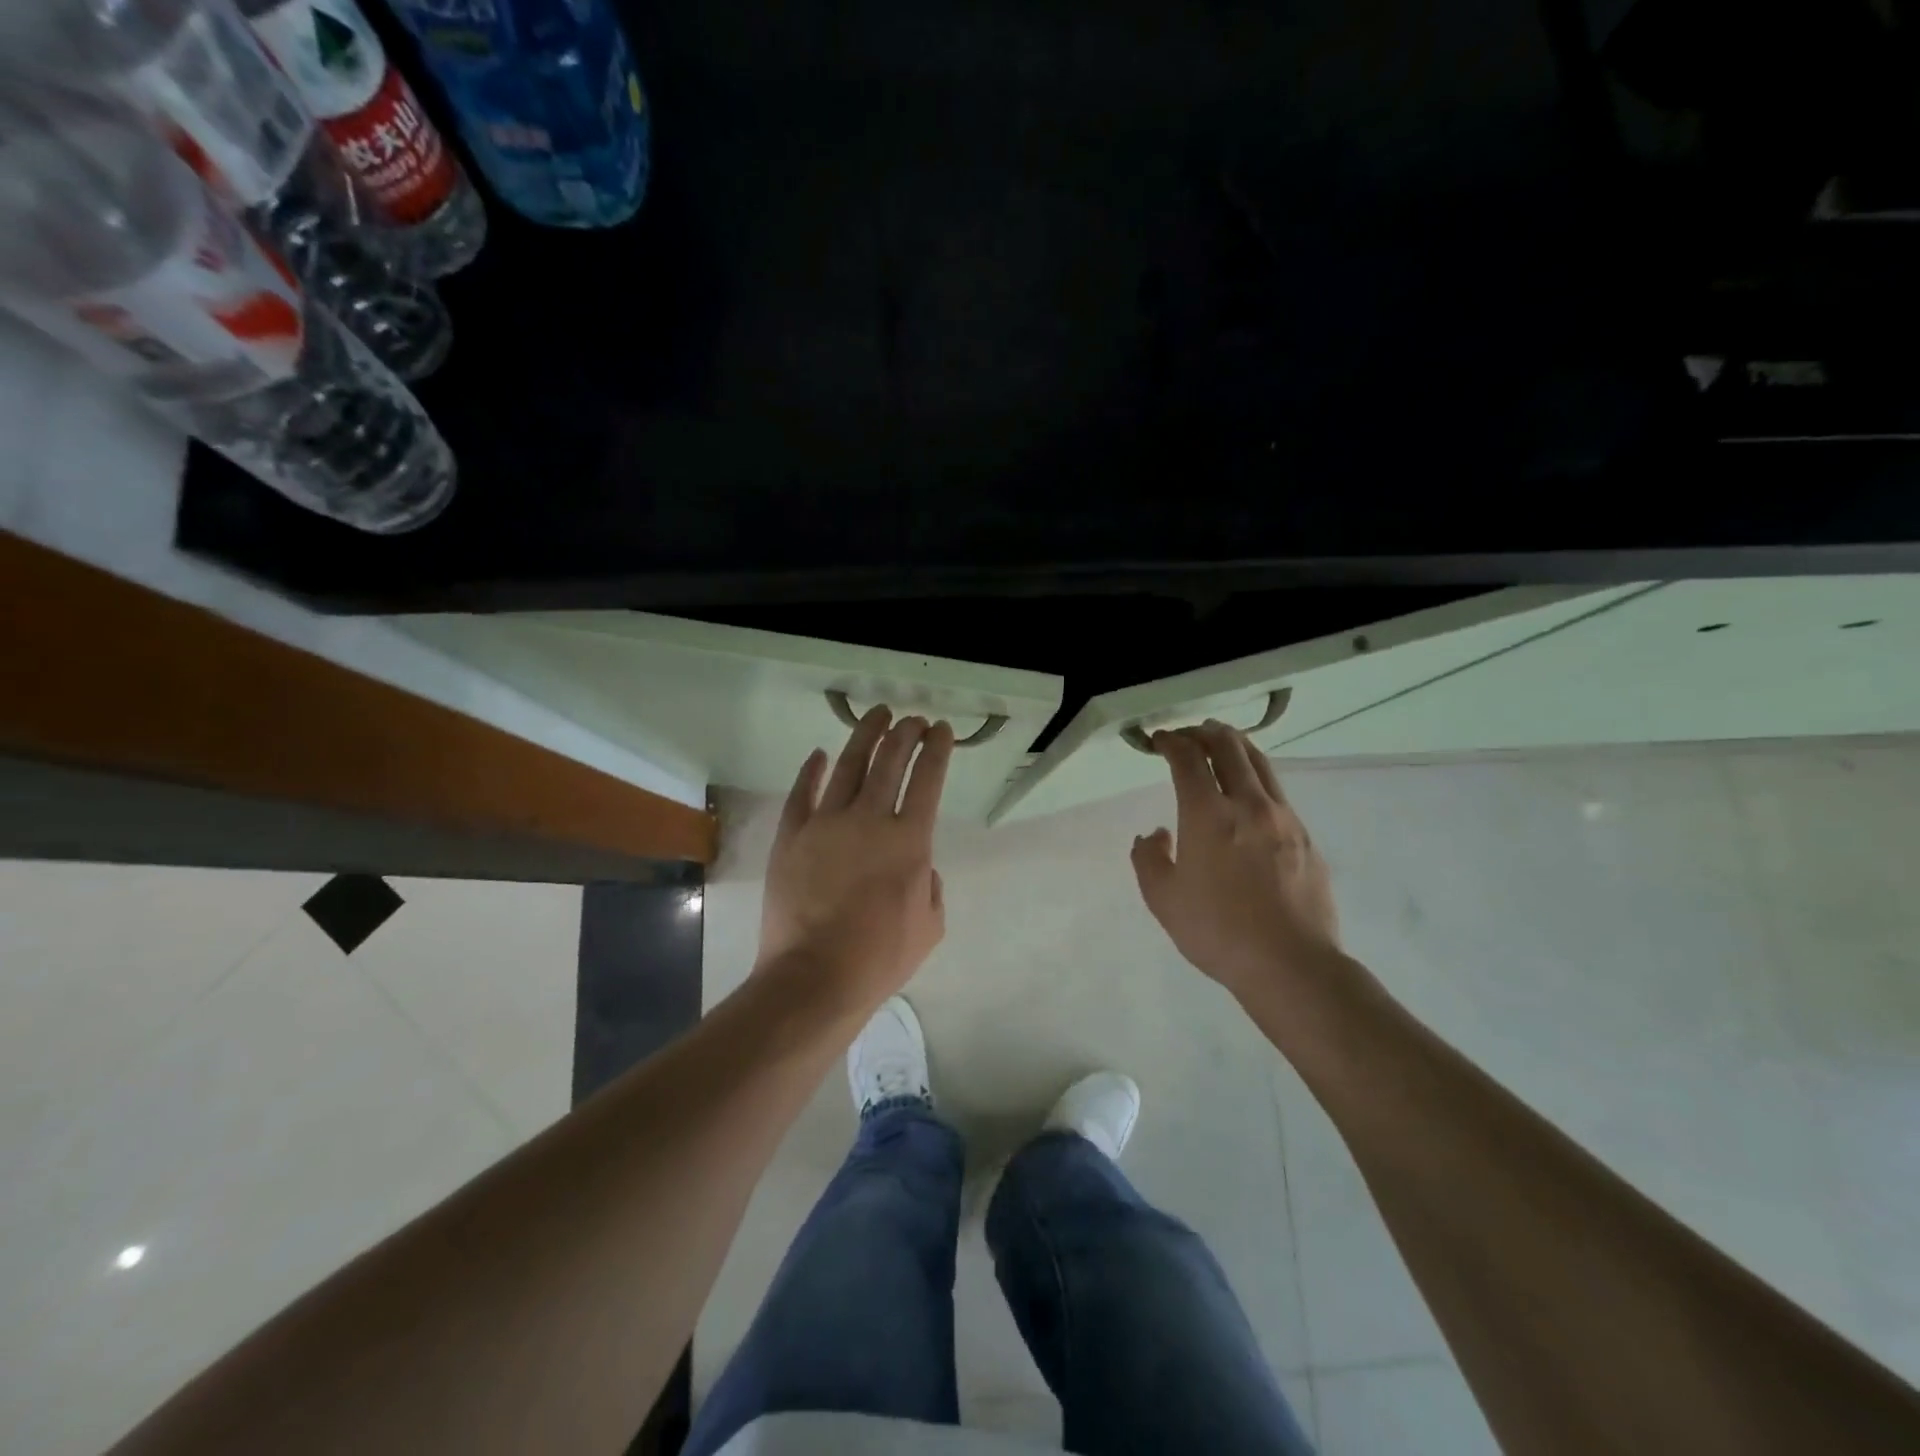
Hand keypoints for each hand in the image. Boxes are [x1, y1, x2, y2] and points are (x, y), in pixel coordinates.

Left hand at [757, 707, 953, 1009]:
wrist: (814, 977)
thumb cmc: (879, 957)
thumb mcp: (930, 926)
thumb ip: (931, 886)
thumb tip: (918, 866)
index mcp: (910, 841)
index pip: (929, 780)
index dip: (937, 750)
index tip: (942, 730)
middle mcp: (870, 820)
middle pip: (890, 761)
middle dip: (905, 733)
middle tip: (912, 719)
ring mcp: (825, 824)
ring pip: (848, 766)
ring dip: (865, 736)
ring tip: (876, 716)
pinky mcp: (791, 836)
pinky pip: (802, 793)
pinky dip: (811, 771)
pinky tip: (818, 755)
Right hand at [1131, 722, 1340, 999]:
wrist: (1290, 964)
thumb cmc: (1217, 931)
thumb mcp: (1162, 899)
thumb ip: (1148, 858)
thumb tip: (1155, 835)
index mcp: (1208, 814)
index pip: (1188, 759)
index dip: (1171, 742)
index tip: (1159, 740)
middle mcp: (1248, 804)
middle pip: (1229, 747)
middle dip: (1205, 733)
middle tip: (1189, 735)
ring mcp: (1284, 818)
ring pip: (1260, 764)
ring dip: (1236, 746)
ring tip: (1222, 743)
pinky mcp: (1306, 838)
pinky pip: (1277, 793)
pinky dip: (1257, 777)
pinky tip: (1250, 795)